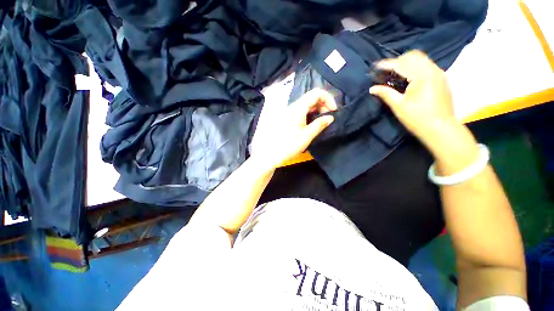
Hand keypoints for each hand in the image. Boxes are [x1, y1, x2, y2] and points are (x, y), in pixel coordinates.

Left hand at [250, 88, 336, 168]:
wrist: (270, 154)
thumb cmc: (289, 145)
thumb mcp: (307, 136)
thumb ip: (319, 124)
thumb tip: (330, 117)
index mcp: (298, 108)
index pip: (316, 93)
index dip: (328, 99)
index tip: (333, 111)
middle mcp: (293, 106)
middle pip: (311, 97)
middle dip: (323, 104)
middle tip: (328, 117)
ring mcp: (289, 112)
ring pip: (306, 104)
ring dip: (317, 110)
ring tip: (321, 121)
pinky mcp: (287, 118)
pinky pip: (301, 111)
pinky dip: (309, 114)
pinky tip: (312, 123)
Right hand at [369, 50, 457, 148]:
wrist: (441, 129)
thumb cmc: (418, 119)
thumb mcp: (399, 106)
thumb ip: (386, 94)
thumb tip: (372, 88)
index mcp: (422, 76)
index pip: (401, 64)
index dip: (386, 64)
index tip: (375, 66)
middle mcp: (433, 70)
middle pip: (413, 56)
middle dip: (397, 61)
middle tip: (385, 71)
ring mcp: (439, 73)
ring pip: (421, 59)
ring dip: (407, 63)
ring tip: (395, 74)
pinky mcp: (442, 79)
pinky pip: (426, 66)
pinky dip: (415, 67)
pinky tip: (408, 78)